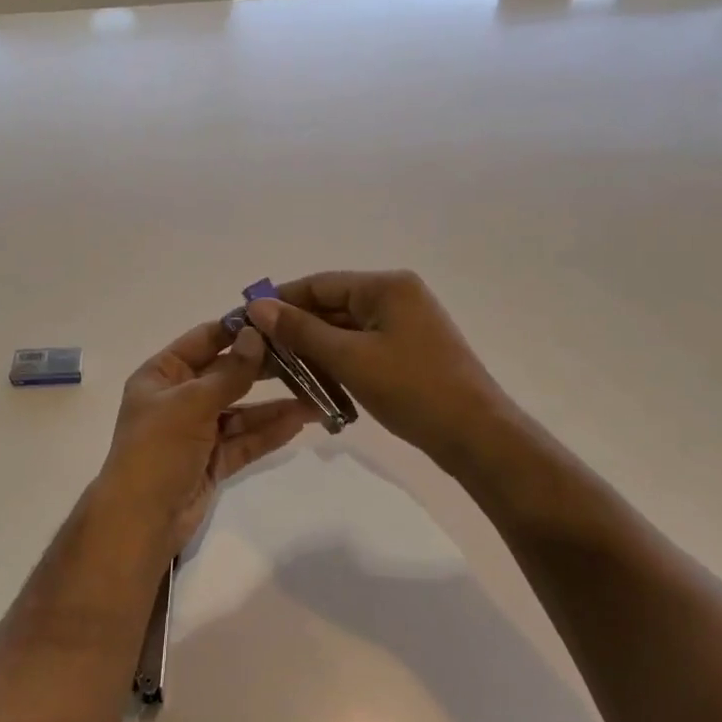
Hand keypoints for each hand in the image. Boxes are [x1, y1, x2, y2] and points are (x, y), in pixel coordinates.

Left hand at [95, 321, 316, 556]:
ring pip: (241, 410)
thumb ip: (229, 372)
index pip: (204, 340)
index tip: (276, 318)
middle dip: (263, 368)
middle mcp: (179, 397)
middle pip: (226, 374)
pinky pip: (245, 439)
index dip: (237, 329)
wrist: (141, 521)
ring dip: (273, 404)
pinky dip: (269, 431)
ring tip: (315, 395)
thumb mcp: (191, 404)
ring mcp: (197, 430)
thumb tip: (256, 335)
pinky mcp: (213, 460)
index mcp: (162, 374)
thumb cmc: (157, 450)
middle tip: (306, 356)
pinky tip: (299, 421)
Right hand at [246, 270, 506, 472]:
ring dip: (313, 350)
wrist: (477, 437)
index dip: (279, 302)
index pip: (318, 284)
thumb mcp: (349, 358)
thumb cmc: (413, 389)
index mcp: (386, 286)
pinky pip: (360, 348)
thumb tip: (257, 306)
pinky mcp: (407, 351)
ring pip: (343, 330)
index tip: (245, 322)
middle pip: (330, 306)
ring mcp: (404, 325)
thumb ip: (301, 331)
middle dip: (294, 330)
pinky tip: (313, 384)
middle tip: (257, 354)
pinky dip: (336, 362)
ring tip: (278, 374)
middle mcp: (396, 296)